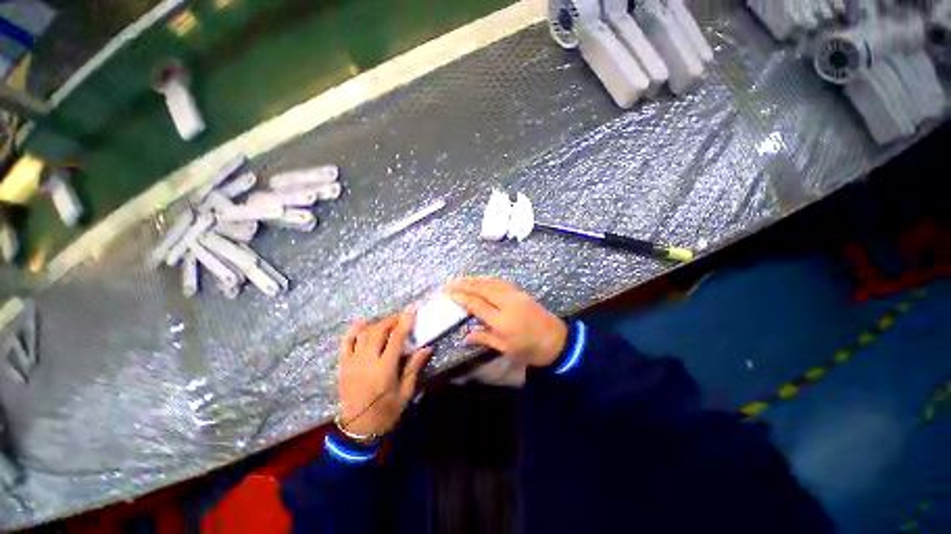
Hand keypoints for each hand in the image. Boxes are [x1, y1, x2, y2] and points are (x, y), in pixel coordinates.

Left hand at [338, 313, 432, 436]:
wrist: (358, 429)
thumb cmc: (386, 412)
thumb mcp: (405, 392)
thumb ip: (414, 367)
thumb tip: (427, 347)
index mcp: (384, 370)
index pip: (395, 339)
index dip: (404, 324)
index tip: (412, 314)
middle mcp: (366, 362)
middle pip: (378, 332)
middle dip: (391, 321)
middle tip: (402, 318)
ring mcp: (352, 363)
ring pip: (363, 334)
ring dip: (377, 324)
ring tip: (388, 323)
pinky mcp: (343, 366)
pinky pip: (346, 343)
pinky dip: (353, 330)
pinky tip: (362, 323)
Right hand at [446, 277, 567, 367]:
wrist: (556, 341)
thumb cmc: (529, 350)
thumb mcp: (506, 349)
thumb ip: (484, 339)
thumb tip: (464, 338)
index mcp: (502, 321)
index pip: (477, 305)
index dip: (461, 298)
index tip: (449, 294)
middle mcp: (507, 304)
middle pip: (482, 289)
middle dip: (464, 284)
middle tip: (450, 283)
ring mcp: (515, 295)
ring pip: (491, 283)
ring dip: (474, 279)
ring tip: (461, 278)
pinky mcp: (521, 292)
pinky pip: (501, 282)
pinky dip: (488, 279)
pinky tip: (481, 279)